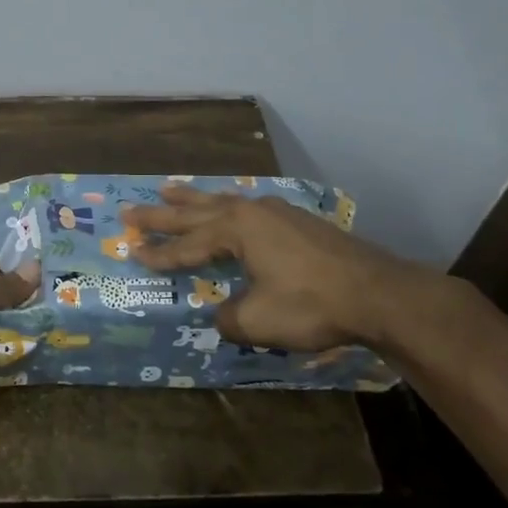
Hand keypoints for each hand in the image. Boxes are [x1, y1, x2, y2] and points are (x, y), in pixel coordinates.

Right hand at [120, 187, 433, 351]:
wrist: (378, 293)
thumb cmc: (312, 304)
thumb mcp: (258, 320)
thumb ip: (229, 318)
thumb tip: (220, 315)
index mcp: (236, 230)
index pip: (187, 245)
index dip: (159, 253)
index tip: (132, 253)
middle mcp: (251, 212)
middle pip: (196, 213)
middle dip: (162, 214)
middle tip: (129, 210)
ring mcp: (277, 212)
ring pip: (223, 201)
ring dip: (193, 199)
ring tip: (168, 187)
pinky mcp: (298, 221)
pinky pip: (247, 207)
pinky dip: (225, 206)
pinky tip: (228, 207)